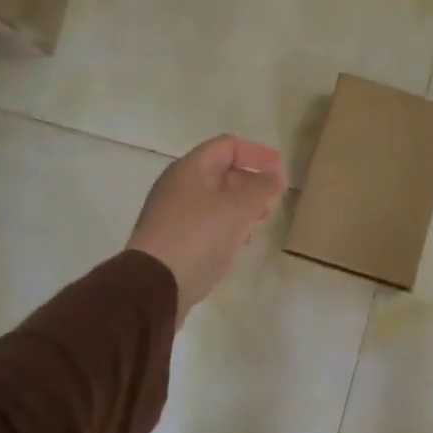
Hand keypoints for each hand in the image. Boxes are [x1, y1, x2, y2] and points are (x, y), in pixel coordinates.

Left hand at [127, 135, 287, 326]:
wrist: (153, 287)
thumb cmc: (198, 238)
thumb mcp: (238, 209)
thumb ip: (262, 188)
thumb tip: (275, 175)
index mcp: (190, 169)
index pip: (228, 146)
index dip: (257, 154)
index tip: (280, 172)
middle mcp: (177, 185)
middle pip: (221, 172)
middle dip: (251, 183)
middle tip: (272, 203)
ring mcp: (171, 213)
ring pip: (214, 199)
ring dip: (240, 207)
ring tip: (258, 225)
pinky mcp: (170, 239)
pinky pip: (204, 222)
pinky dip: (225, 226)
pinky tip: (236, 245)